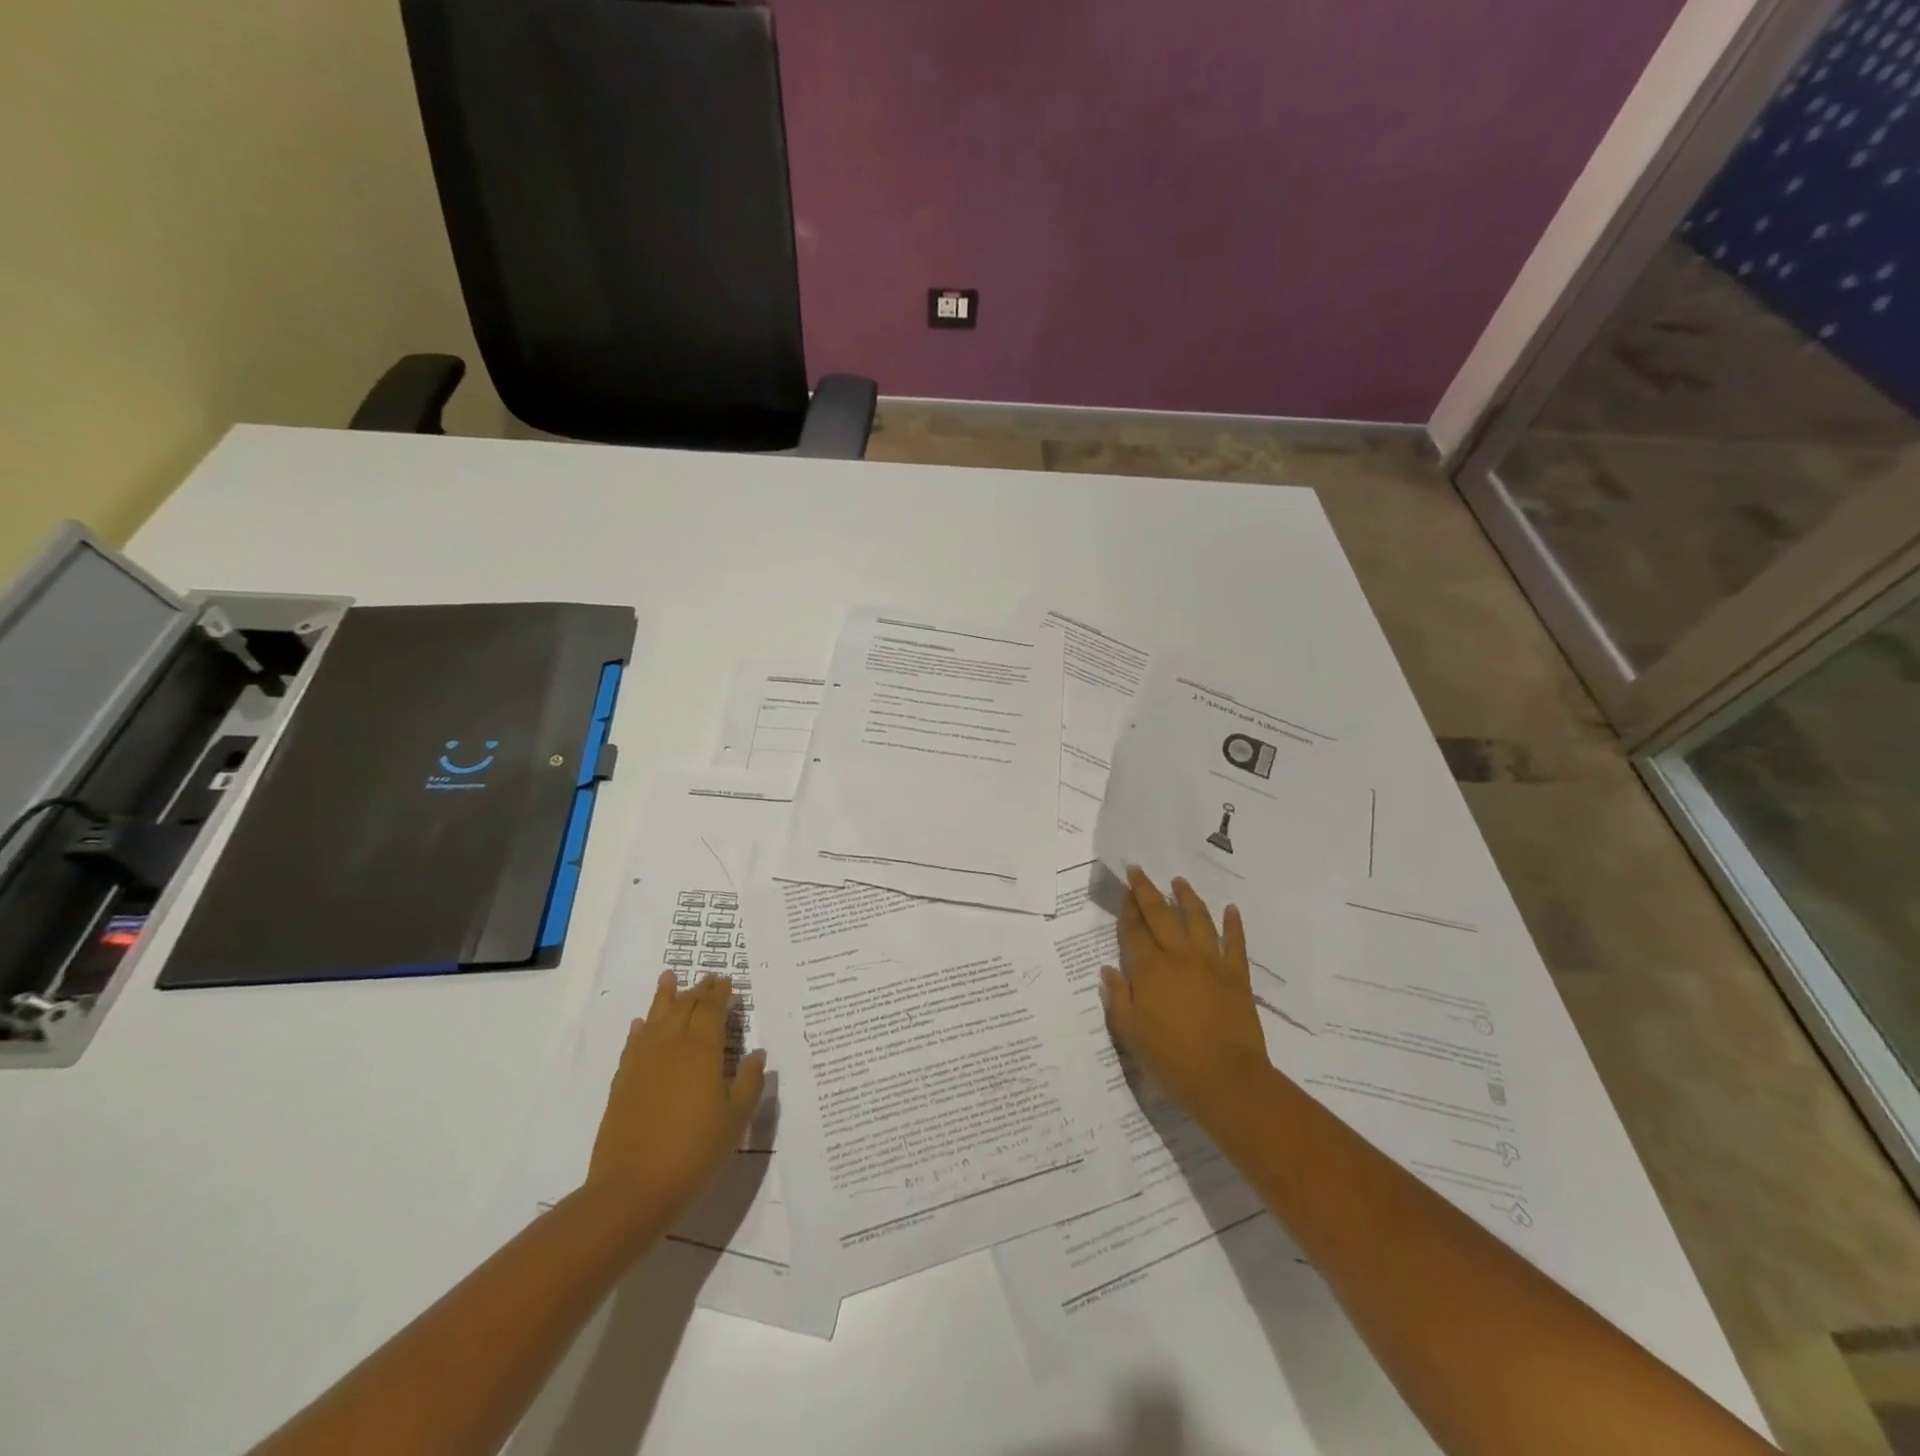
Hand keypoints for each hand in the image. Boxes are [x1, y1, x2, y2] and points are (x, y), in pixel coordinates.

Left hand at [585, 972, 766, 1237]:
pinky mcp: (622, 1083)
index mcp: (701, 1051)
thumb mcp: (735, 1120)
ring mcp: (642, 1063)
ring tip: (668, 977)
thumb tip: (758, 1053)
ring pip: (655, 1018)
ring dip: (664, 997)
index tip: (727, 982)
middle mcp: (670, 1047)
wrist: (632, 1190)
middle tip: (708, 978)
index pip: (711, 1010)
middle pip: (684, 1008)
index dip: (720, 994)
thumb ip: (748, 1082)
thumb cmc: (694, 1152)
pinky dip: (640, 1029)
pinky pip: (633, 1044)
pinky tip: (641, 1025)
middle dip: (698, 991)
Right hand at [1101, 867, 1270, 1129]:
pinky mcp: (1237, 976)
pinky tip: (1231, 909)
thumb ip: (1118, 999)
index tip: (1124, 891)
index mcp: (1149, 970)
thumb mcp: (1131, 1034)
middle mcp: (1178, 957)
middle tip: (1139, 871)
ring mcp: (1210, 964)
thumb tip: (1109, 970)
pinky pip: (1235, 944)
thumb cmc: (1171, 1060)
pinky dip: (1234, 925)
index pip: (1134, 932)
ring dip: (1187, 898)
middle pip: (1160, 916)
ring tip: (1179, 881)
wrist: (1227, 1080)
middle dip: (1147, 892)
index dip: (1127, 910)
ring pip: (1198, 920)